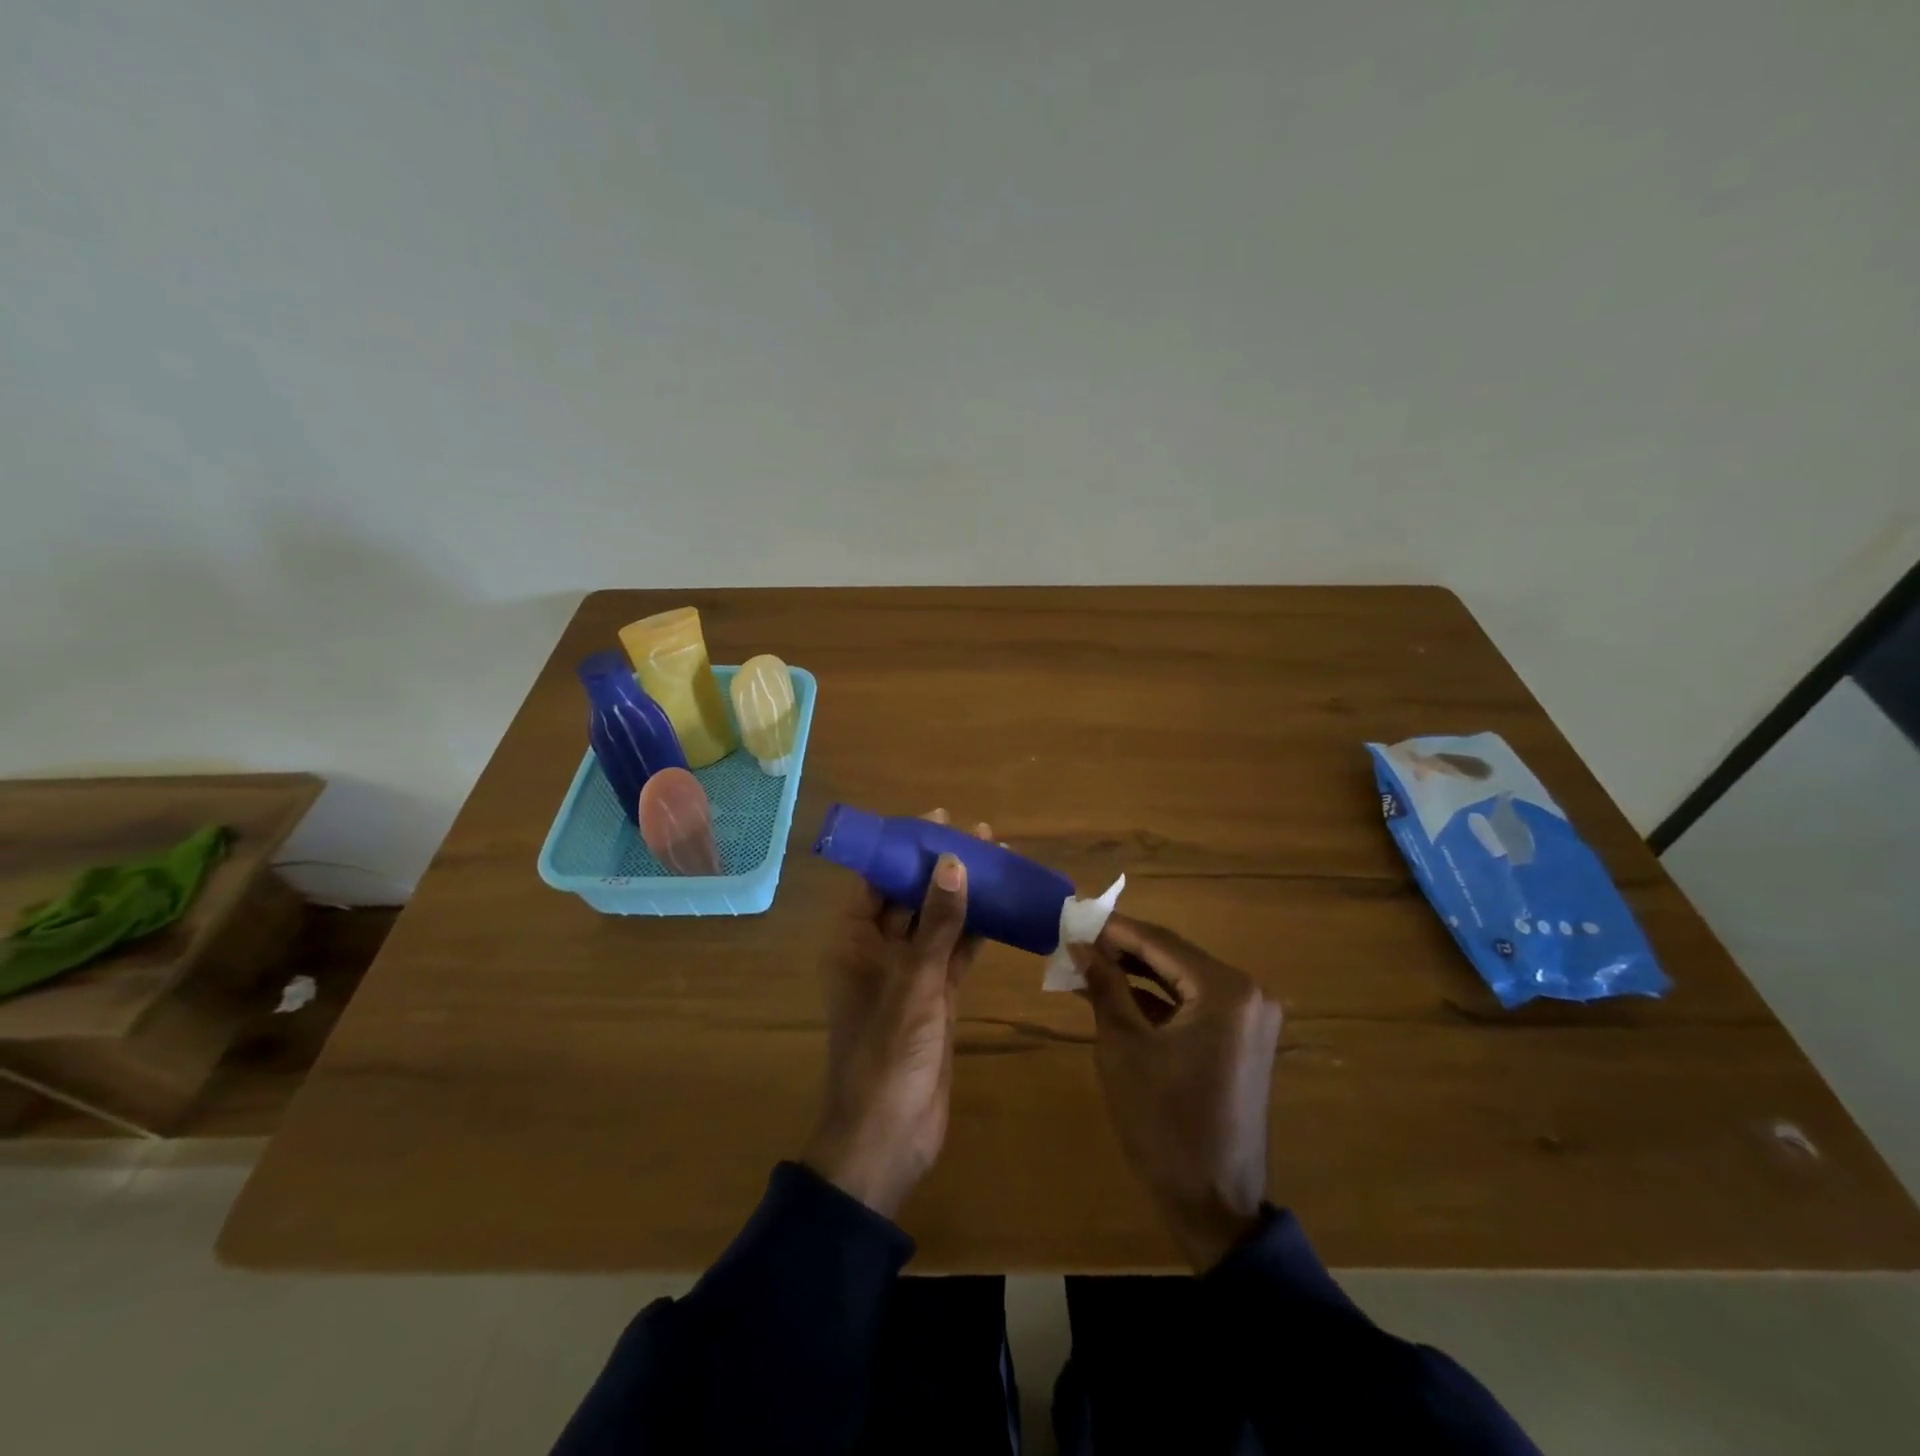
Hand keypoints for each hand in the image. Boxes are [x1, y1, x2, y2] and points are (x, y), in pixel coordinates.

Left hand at [803, 811, 990, 1218]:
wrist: (889, 1137)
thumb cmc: (887, 1053)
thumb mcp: (915, 982)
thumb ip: (936, 923)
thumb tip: (952, 862)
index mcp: (853, 940)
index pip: (877, 879)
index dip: (905, 848)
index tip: (939, 821)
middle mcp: (876, 950)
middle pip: (910, 896)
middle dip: (942, 866)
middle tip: (980, 835)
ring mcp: (908, 975)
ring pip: (937, 923)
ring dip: (964, 896)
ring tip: (998, 860)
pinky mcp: (935, 998)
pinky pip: (955, 953)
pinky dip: (976, 932)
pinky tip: (1002, 907)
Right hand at [1074, 915, 1283, 1270]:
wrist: (1213, 1203)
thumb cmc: (1163, 1122)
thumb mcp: (1123, 1047)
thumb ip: (1105, 986)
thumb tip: (1080, 945)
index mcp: (1225, 990)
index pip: (1160, 942)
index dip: (1113, 930)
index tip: (1073, 916)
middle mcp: (1247, 993)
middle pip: (1173, 956)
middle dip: (1123, 950)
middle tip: (1076, 940)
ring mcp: (1249, 1017)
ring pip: (1181, 978)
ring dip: (1137, 973)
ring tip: (1087, 964)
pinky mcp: (1242, 1039)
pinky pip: (1194, 1004)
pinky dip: (1156, 999)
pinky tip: (1116, 993)